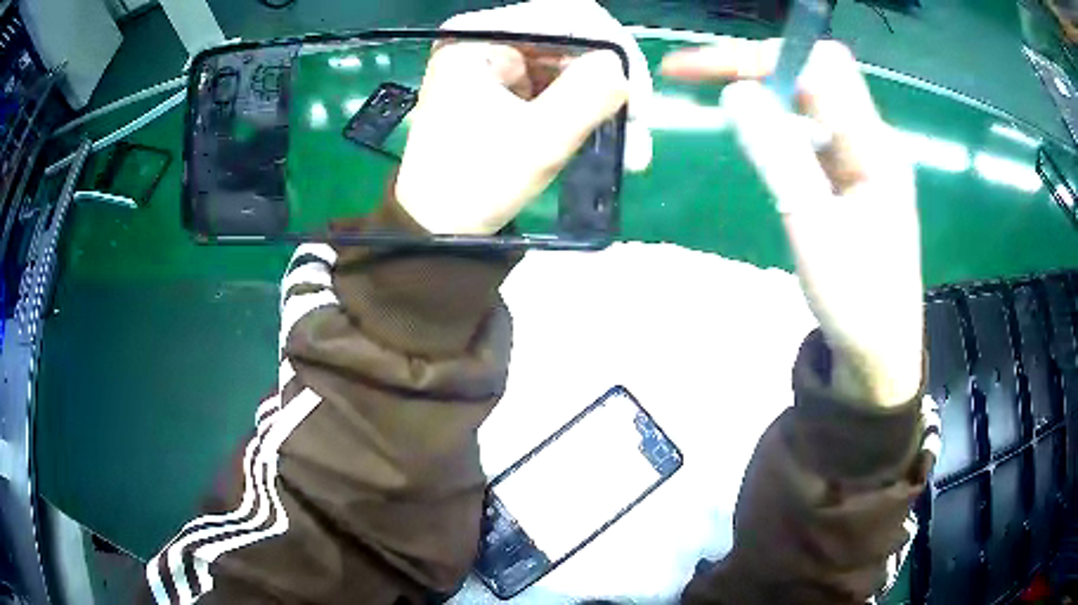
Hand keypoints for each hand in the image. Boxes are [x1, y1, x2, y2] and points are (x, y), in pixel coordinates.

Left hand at [395, 0, 650, 235]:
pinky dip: (586, 109)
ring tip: (630, 147)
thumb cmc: (475, 185)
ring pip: (573, 63)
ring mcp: (496, 61)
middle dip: (613, 81)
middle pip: (573, 38)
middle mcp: (487, 38)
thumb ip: (589, 94)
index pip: (567, 15)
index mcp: (479, 35)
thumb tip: (621, 66)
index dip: (613, 49)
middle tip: (640, 127)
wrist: (436, 228)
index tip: (637, 98)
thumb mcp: (539, 140)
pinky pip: (560, 84)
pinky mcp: (505, 86)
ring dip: (606, 100)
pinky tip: (605, 137)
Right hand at [662, 39, 922, 406]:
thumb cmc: (856, 302)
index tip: (701, 71)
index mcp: (874, 146)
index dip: (757, 56)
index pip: (816, 64)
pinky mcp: (851, 179)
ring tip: (711, 98)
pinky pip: (810, 132)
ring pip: (807, 100)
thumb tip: (736, 92)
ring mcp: (862, 159)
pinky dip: (775, 123)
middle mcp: (871, 140)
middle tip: (690, 76)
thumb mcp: (814, 229)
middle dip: (750, 64)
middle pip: (809, 73)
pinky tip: (754, 136)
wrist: (881, 355)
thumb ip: (779, 155)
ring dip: (760, 91)